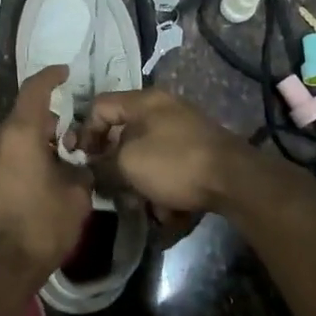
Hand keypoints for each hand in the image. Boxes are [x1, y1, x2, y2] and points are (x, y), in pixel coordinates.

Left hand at [0, 65, 92, 278]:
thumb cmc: (40, 228)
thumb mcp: (76, 198)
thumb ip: (79, 172)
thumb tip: (76, 168)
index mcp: (20, 134)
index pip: (35, 90)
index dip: (50, 77)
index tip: (63, 72)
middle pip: (20, 121)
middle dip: (42, 128)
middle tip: (63, 146)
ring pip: (4, 146)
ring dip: (24, 152)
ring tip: (43, 175)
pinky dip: (7, 171)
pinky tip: (20, 196)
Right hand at [77, 88, 256, 218]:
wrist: (234, 180)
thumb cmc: (173, 163)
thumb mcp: (127, 164)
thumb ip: (102, 164)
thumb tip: (94, 169)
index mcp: (144, 101)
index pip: (99, 106)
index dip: (84, 132)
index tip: (80, 159)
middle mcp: (164, 110)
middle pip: (125, 135)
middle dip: (116, 166)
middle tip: (111, 189)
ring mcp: (185, 131)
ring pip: (148, 158)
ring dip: (141, 184)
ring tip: (143, 208)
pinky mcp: (200, 154)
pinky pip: (171, 170)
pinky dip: (166, 190)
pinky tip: (169, 213)